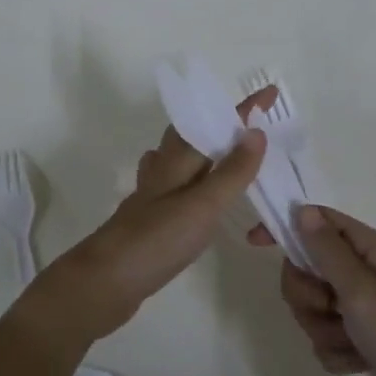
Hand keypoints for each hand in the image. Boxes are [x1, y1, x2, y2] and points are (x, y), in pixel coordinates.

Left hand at [11, 89, 274, 353]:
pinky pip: (175, 186)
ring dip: (203, 149)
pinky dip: (191, 179)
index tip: (271, 93)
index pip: (214, 123)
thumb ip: (231, 171)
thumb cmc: (157, 240)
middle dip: (220, 124)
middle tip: (252, 124)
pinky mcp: (150, 220)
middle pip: (191, 135)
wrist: (105, 282)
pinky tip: (194, 192)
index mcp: (177, 161)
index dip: (243, 110)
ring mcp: (152, 196)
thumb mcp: (203, 205)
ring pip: (179, 159)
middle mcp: (162, 171)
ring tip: (228, 150)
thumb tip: (255, 131)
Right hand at [272, 206, 375, 375]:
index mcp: (371, 250)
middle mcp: (366, 274)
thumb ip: (327, 251)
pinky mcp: (365, 342)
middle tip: (330, 308)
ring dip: (324, 328)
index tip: (254, 242)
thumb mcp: (363, 290)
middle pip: (308, 269)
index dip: (286, 228)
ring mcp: (366, 310)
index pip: (319, 222)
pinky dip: (337, 352)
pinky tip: (361, 364)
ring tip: (353, 343)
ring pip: (314, 308)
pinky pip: (327, 339)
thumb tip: (303, 210)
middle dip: (308, 295)